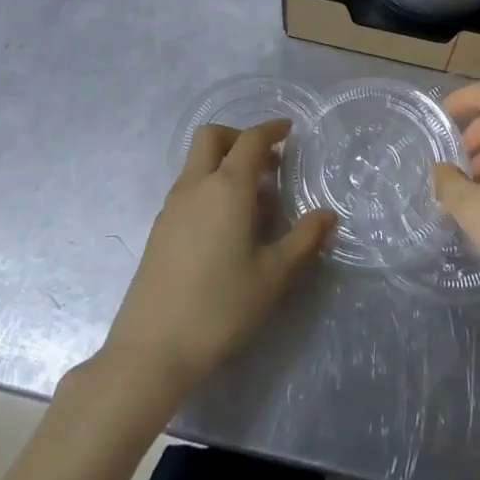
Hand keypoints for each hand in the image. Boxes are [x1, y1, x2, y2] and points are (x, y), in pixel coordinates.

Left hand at [101, 120, 333, 403]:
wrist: (152, 349)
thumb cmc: (221, 307)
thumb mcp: (274, 276)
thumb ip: (304, 239)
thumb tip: (327, 215)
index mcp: (227, 188)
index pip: (250, 141)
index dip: (271, 131)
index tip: (289, 131)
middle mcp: (195, 187)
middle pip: (212, 138)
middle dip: (240, 138)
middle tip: (268, 163)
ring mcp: (172, 207)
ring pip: (197, 164)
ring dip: (225, 165)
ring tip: (255, 203)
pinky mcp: (159, 230)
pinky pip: (189, 189)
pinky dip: (210, 188)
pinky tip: (228, 227)